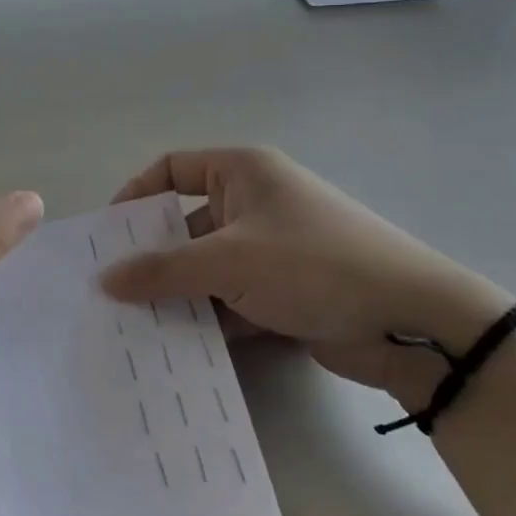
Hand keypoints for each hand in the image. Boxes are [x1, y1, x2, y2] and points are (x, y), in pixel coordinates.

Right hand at [98, 148, 510, 393]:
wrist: (411, 321)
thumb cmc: (313, 264)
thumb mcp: (229, 262)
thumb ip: (162, 270)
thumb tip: (105, 280)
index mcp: (243, 171)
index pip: (171, 169)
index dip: (134, 196)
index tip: (106, 235)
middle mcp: (254, 202)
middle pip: (185, 223)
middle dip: (152, 257)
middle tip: (112, 290)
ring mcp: (271, 248)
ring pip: (207, 266)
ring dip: (178, 293)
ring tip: (134, 326)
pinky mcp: (284, 289)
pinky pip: (230, 297)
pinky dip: (208, 317)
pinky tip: (177, 346)